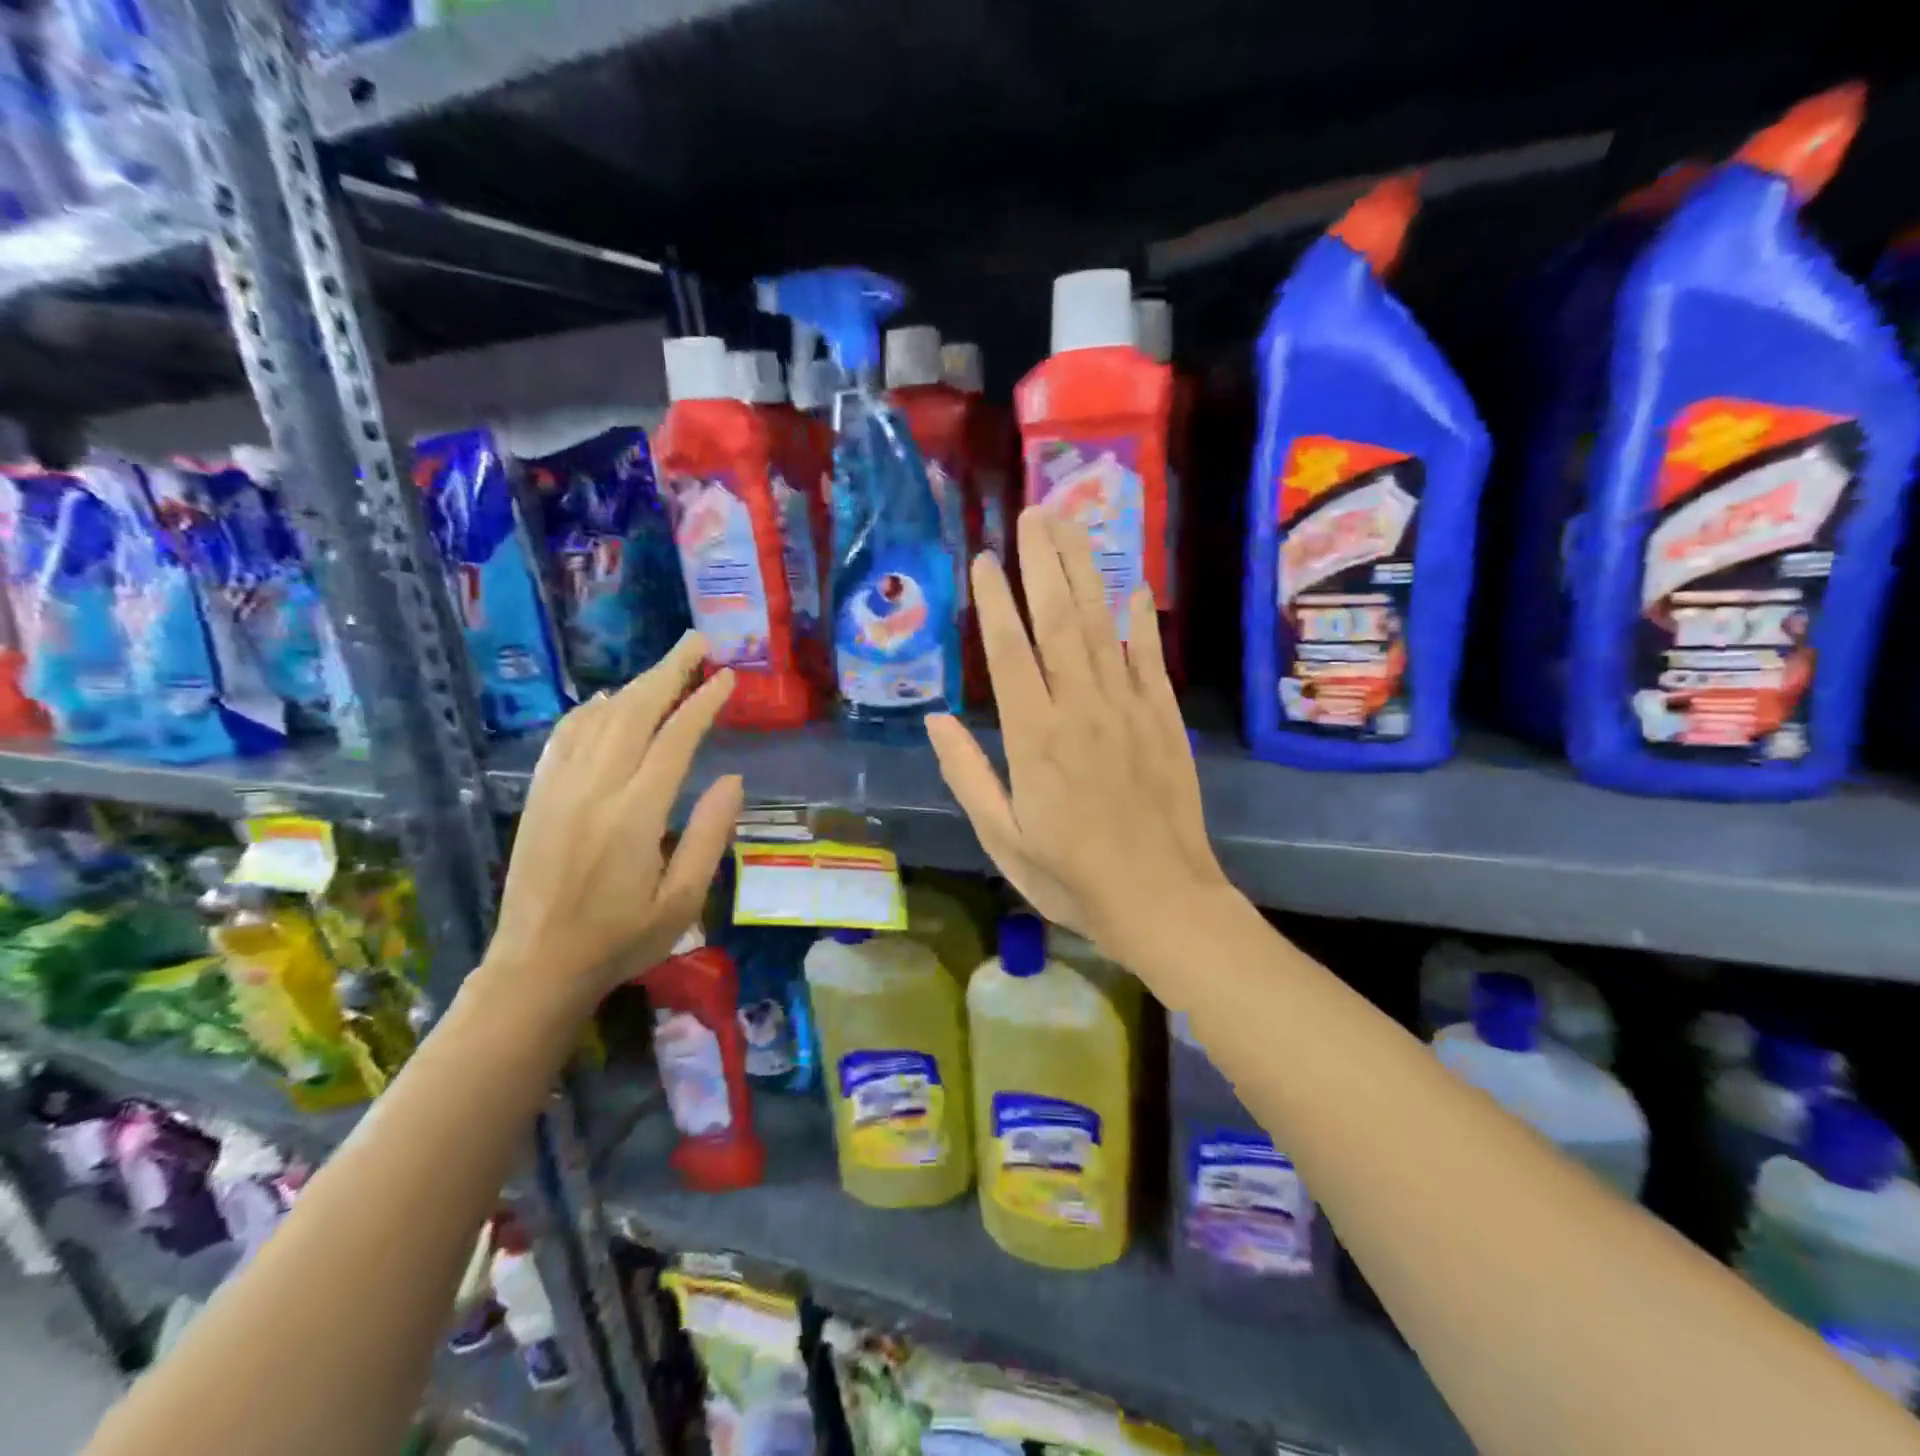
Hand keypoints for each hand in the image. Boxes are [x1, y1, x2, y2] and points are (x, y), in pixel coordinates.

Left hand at [481, 632, 744, 1015]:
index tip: (727, 677)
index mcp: (635, 816)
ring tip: (665, 665)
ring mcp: (560, 789)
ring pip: (598, 718)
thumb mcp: (683, 901)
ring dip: (634, 685)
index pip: (674, 740)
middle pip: (634, 713)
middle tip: (697, 642)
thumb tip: (732, 778)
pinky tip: (605, 700)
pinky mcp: (539, 797)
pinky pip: (564, 738)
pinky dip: (587, 711)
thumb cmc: (622, 939)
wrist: (538, 967)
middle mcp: (594, 790)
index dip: (703, 703)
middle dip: (668, 672)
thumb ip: (710, 835)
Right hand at [926, 509, 1227, 959]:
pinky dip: (1141, 621)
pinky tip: (1133, 586)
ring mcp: (1129, 710)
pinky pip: (1150, 660)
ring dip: (1086, 573)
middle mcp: (1081, 710)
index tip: (987, 560)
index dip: (997, 603)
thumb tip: (935, 718)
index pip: (1011, 653)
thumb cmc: (1070, 877)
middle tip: (1034, 513)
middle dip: (1044, 563)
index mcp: (1035, 739)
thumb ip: (967, 774)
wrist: (1160, 900)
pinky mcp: (1165, 720)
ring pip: (1104, 627)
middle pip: (1061, 622)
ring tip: (1073, 526)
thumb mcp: (1002, 838)